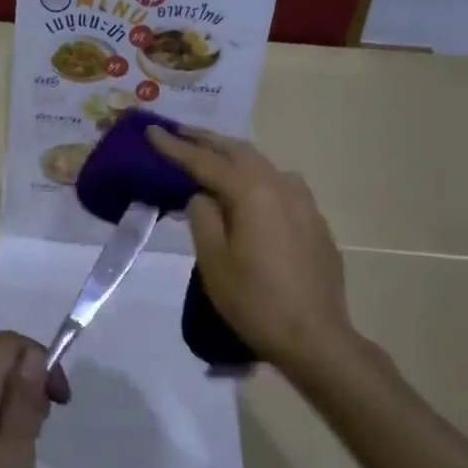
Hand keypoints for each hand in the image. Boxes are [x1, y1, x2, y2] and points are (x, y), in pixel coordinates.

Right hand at [149, 126, 364, 374]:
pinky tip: (250, 189)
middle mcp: (281, 186)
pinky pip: (280, 184)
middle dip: (206, 140)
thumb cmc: (255, 301)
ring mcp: (303, 202)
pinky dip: (256, 177)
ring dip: (233, 155)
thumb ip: (203, 217)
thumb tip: (203, 196)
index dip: (175, 147)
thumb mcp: (213, 261)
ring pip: (262, 164)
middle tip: (179, 132)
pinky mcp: (315, 221)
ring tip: (211, 155)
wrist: (315, 337)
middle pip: (238, 152)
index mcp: (252, 192)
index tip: (151, 130)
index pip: (205, 161)